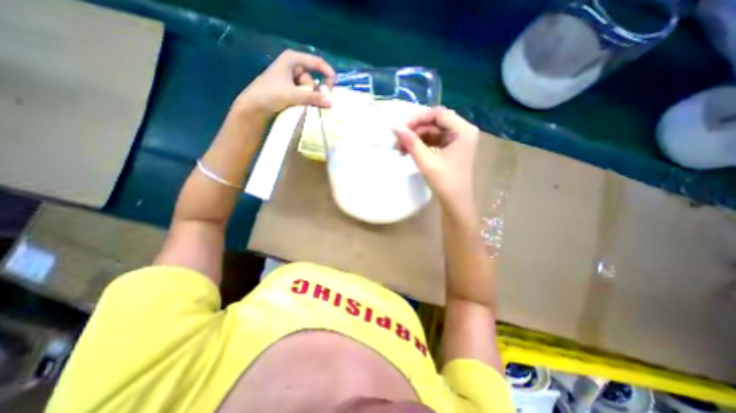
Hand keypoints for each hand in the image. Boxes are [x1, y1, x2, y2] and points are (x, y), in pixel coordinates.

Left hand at [234, 50, 334, 116]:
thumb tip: (332, 102)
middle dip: (314, 91)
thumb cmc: (270, 94)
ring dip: (309, 98)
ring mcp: (291, 79)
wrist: (253, 107)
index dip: (327, 73)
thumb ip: (313, 98)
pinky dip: (306, 100)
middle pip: (312, 78)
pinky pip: (304, 94)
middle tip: (312, 101)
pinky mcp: (290, 90)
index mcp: (292, 59)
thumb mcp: (293, 95)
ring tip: (302, 105)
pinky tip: (303, 106)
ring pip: (309, 89)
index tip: (334, 86)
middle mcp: (293, 67)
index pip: (316, 62)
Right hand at [394, 106, 479, 214]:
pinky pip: (435, 140)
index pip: (438, 114)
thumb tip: (395, 127)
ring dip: (416, 138)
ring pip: (433, 131)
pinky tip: (409, 151)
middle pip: (435, 122)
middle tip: (399, 140)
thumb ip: (411, 143)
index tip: (402, 129)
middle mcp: (463, 131)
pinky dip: (422, 144)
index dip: (418, 119)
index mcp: (463, 131)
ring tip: (400, 148)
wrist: (455, 202)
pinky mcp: (452, 148)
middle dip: (416, 130)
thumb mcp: (426, 162)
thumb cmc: (445, 182)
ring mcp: (458, 139)